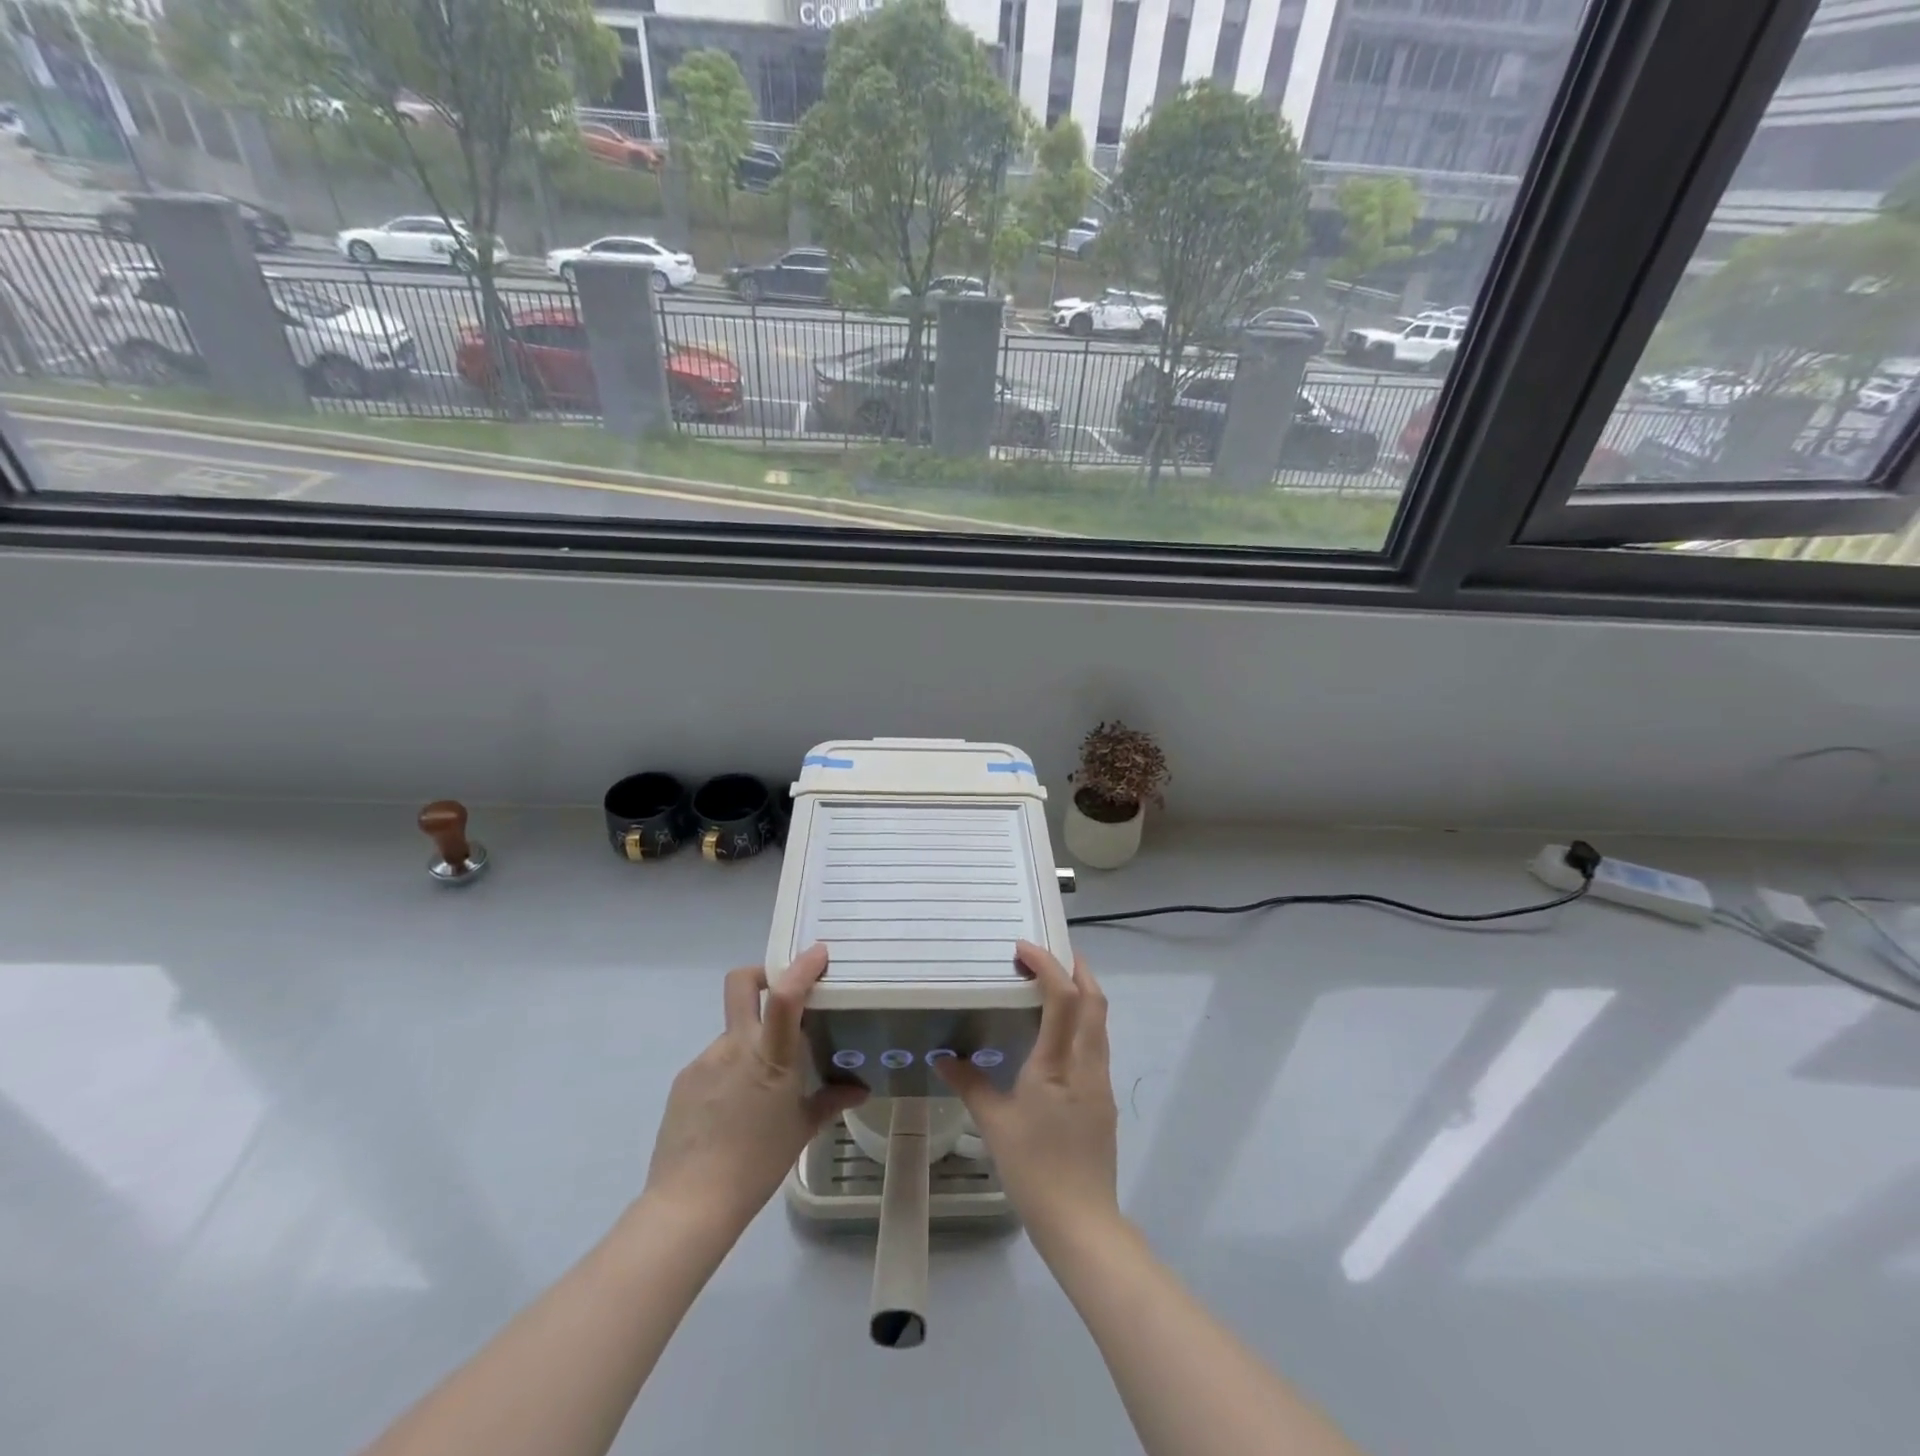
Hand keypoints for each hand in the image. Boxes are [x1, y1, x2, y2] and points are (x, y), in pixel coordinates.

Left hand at [644, 944, 866, 1234]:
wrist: (689, 1203)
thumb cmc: (756, 1164)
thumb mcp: (800, 1131)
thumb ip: (830, 1101)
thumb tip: (859, 1089)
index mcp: (768, 1057)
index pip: (784, 997)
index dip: (801, 968)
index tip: (818, 953)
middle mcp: (734, 1047)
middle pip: (740, 984)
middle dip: (761, 974)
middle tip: (780, 991)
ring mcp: (704, 1061)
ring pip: (733, 1032)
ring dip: (750, 1043)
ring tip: (761, 1088)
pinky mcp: (684, 1080)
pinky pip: (715, 1062)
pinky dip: (730, 1071)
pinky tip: (734, 1109)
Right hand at [935, 941, 1118, 1245]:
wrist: (1081, 1222)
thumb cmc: (1034, 1169)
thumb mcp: (994, 1125)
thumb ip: (970, 1085)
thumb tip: (942, 1058)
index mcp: (1057, 1064)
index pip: (1064, 997)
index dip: (1048, 965)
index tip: (1023, 948)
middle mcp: (1086, 1064)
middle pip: (1095, 1001)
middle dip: (1077, 969)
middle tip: (1051, 954)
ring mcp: (1100, 1082)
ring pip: (1100, 1023)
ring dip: (1084, 995)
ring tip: (1055, 985)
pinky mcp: (1104, 1100)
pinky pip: (1097, 1045)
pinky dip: (1083, 1023)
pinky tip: (1059, 1036)